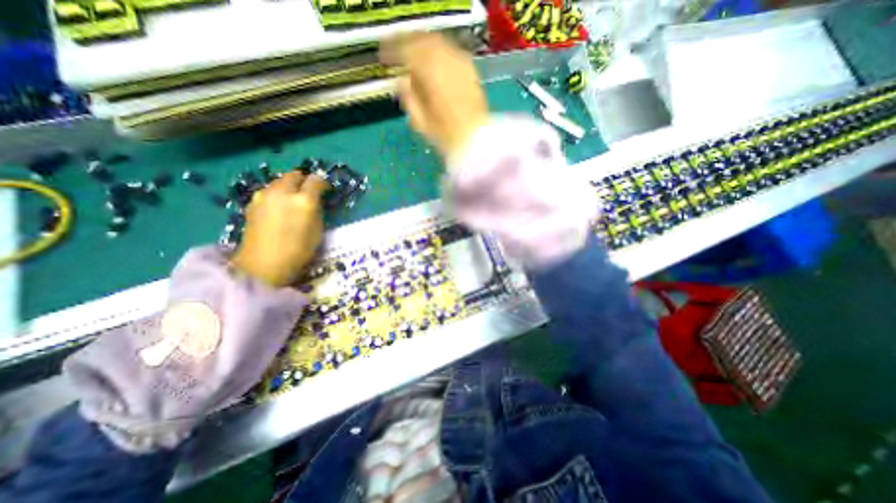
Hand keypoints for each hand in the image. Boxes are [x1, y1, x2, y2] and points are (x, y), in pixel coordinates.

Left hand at [230, 170, 327, 286]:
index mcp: (303, 201)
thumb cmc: (298, 250)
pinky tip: (279, 207)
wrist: (263, 264)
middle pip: (294, 175)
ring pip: (279, 181)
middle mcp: (282, 192)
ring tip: (293, 199)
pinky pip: (269, 191)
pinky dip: (277, 194)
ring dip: (289, 186)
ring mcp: (264, 196)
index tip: (325, 189)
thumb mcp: (317, 230)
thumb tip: (314, 201)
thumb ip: (316, 211)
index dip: (322, 183)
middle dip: (303, 180)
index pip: (315, 180)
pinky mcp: (252, 203)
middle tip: (309, 190)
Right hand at [379, 32, 486, 165]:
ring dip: (422, 45)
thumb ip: (408, 98)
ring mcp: (461, 63)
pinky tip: (433, 62)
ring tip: (412, 54)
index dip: (392, 50)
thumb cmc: (447, 137)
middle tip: (395, 49)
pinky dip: (437, 52)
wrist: (477, 141)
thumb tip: (401, 82)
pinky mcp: (470, 70)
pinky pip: (450, 51)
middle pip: (422, 39)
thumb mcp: (421, 122)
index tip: (383, 56)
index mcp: (431, 72)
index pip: (406, 49)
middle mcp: (447, 61)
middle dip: (406, 41)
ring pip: (437, 42)